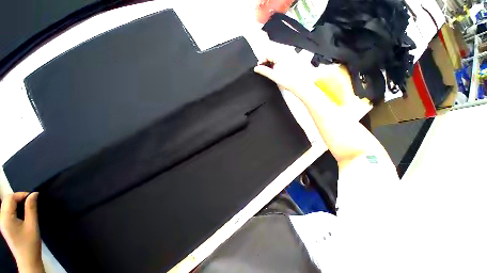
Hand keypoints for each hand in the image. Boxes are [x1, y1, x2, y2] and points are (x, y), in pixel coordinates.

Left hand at [0, 192, 43, 272]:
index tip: (34, 197)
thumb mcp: (32, 224)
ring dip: (17, 202)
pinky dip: (15, 207)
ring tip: (28, 205)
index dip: (22, 194)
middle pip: (7, 200)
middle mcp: (1, 218)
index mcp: (6, 218)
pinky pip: (7, 210)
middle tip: (32, 200)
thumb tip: (34, 194)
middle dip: (19, 197)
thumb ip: (31, 208)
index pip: (10, 198)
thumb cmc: (30, 241)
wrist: (27, 258)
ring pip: (6, 205)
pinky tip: (23, 212)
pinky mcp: (5, 225)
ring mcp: (2, 222)